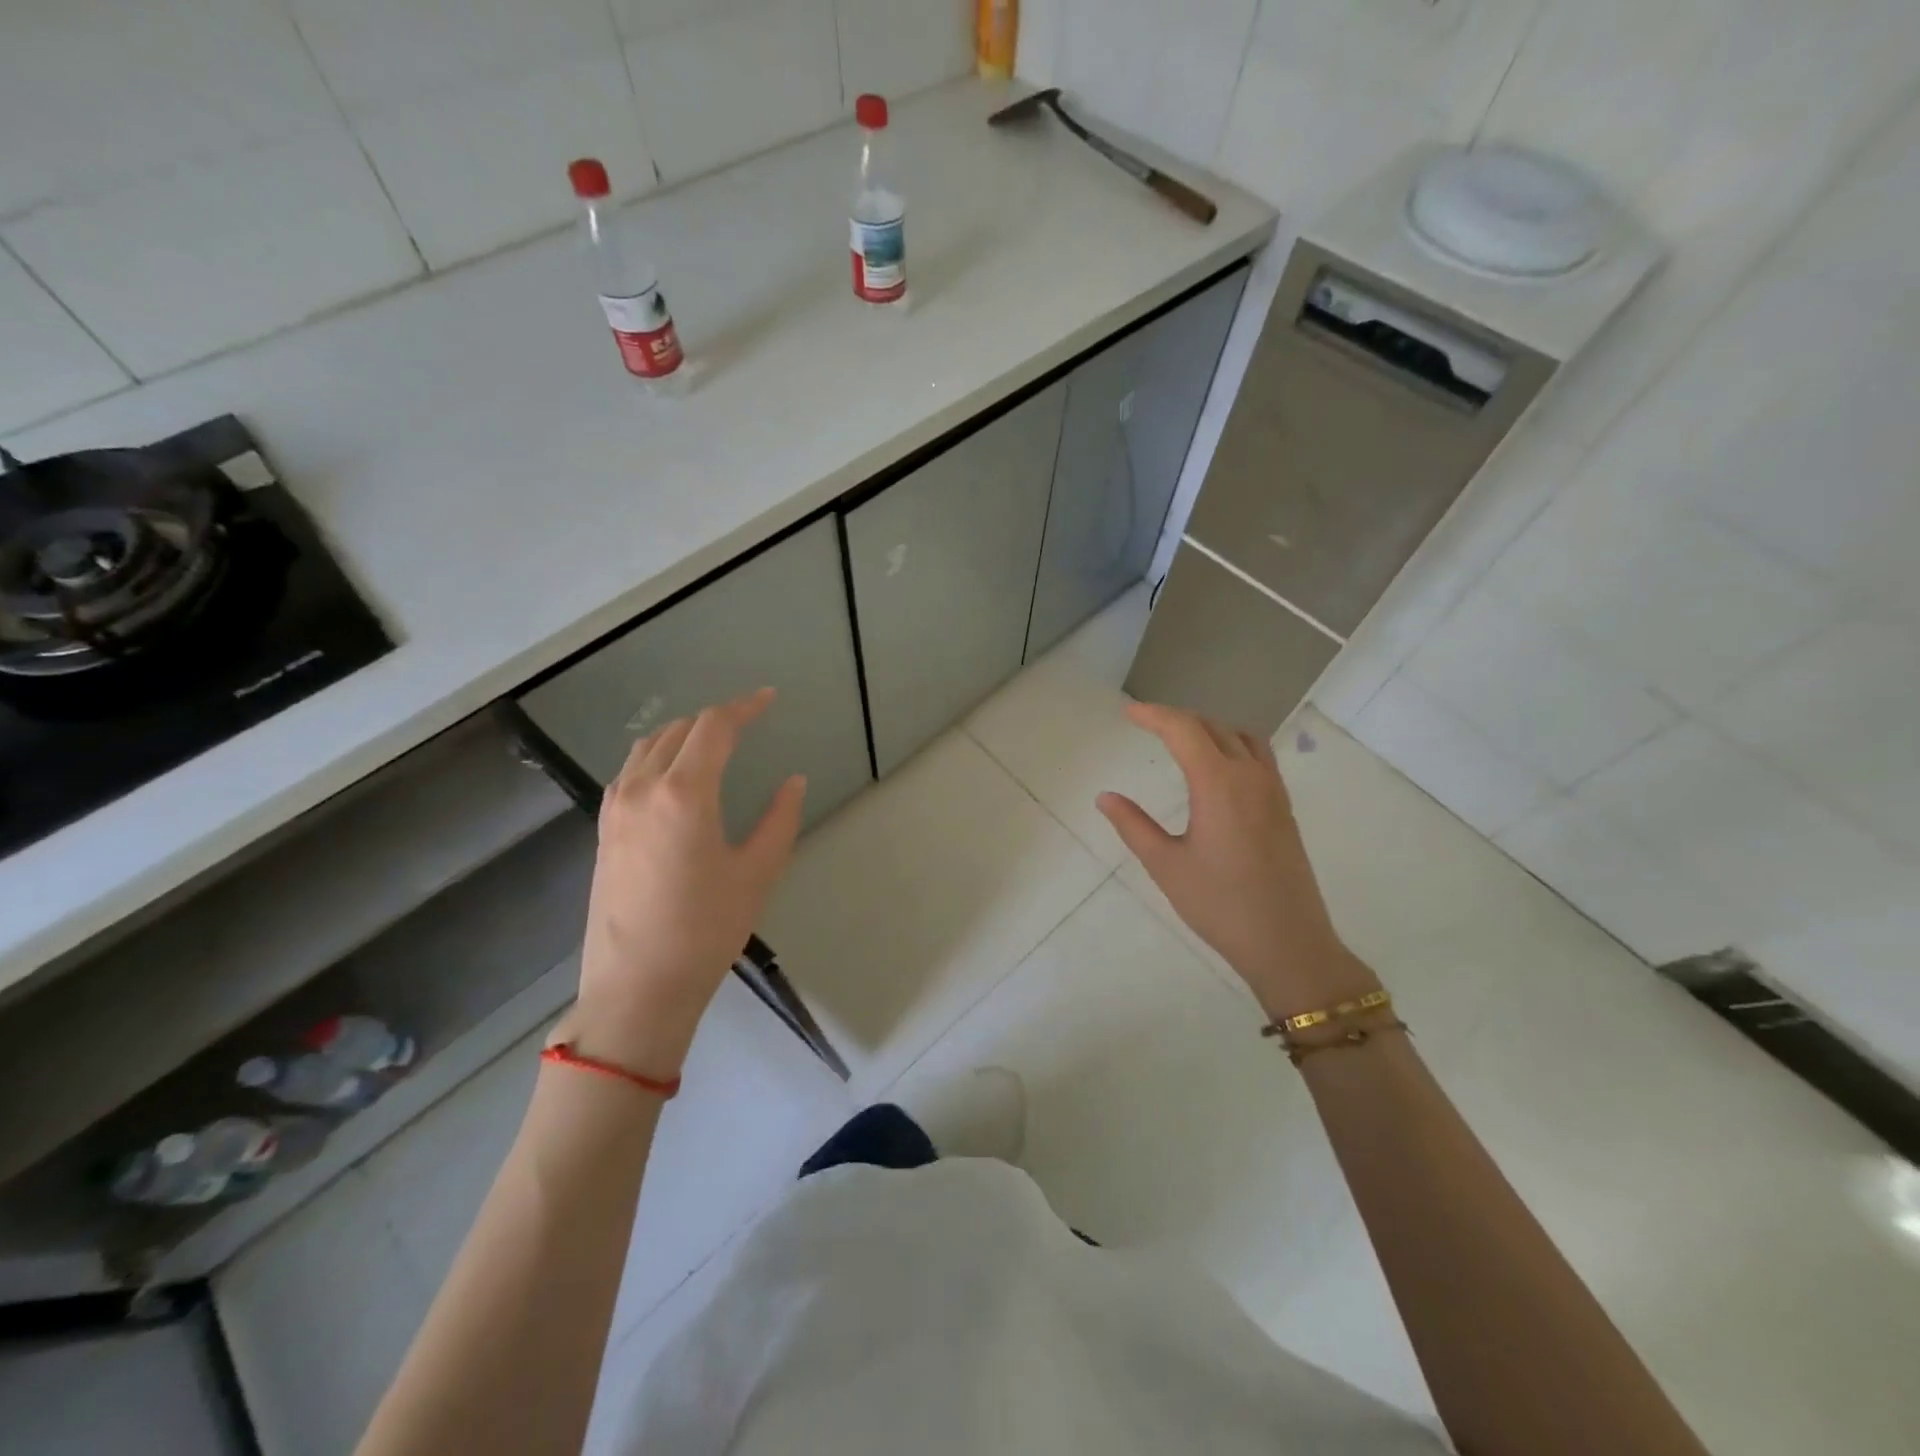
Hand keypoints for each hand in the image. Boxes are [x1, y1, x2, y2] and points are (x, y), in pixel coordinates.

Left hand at [568, 688, 804, 1077]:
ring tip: (712, 743)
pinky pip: (630, 773)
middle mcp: (642, 789)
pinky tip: (674, 778)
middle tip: (747, 723)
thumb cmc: (706, 930)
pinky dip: (657, 758)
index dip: (744, 707)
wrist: (637, 987)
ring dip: (682, 735)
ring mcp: (615, 809)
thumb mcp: (758, 873)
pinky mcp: (604, 831)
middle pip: (678, 730)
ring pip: (648, 748)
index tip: (769, 699)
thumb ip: (780, 818)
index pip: (714, 728)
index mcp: (684, 793)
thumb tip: (793, 781)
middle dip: (715, 719)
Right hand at [1097, 702, 1377, 1019]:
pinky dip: (1232, 744)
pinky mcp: (1284, 808)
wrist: (1288, 943)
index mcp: (1218, 783)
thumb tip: (1105, 797)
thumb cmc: (1220, 905)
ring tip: (1181, 740)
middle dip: (1177, 719)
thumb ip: (1133, 825)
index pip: (1184, 730)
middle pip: (1212, 727)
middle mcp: (1250, 776)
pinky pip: (1258, 756)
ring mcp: (1273, 790)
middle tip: (1146, 724)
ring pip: (1241, 737)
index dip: (1154, 715)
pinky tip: (1217, 768)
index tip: (1128, 712)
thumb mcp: (1166, 865)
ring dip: (1209, 728)